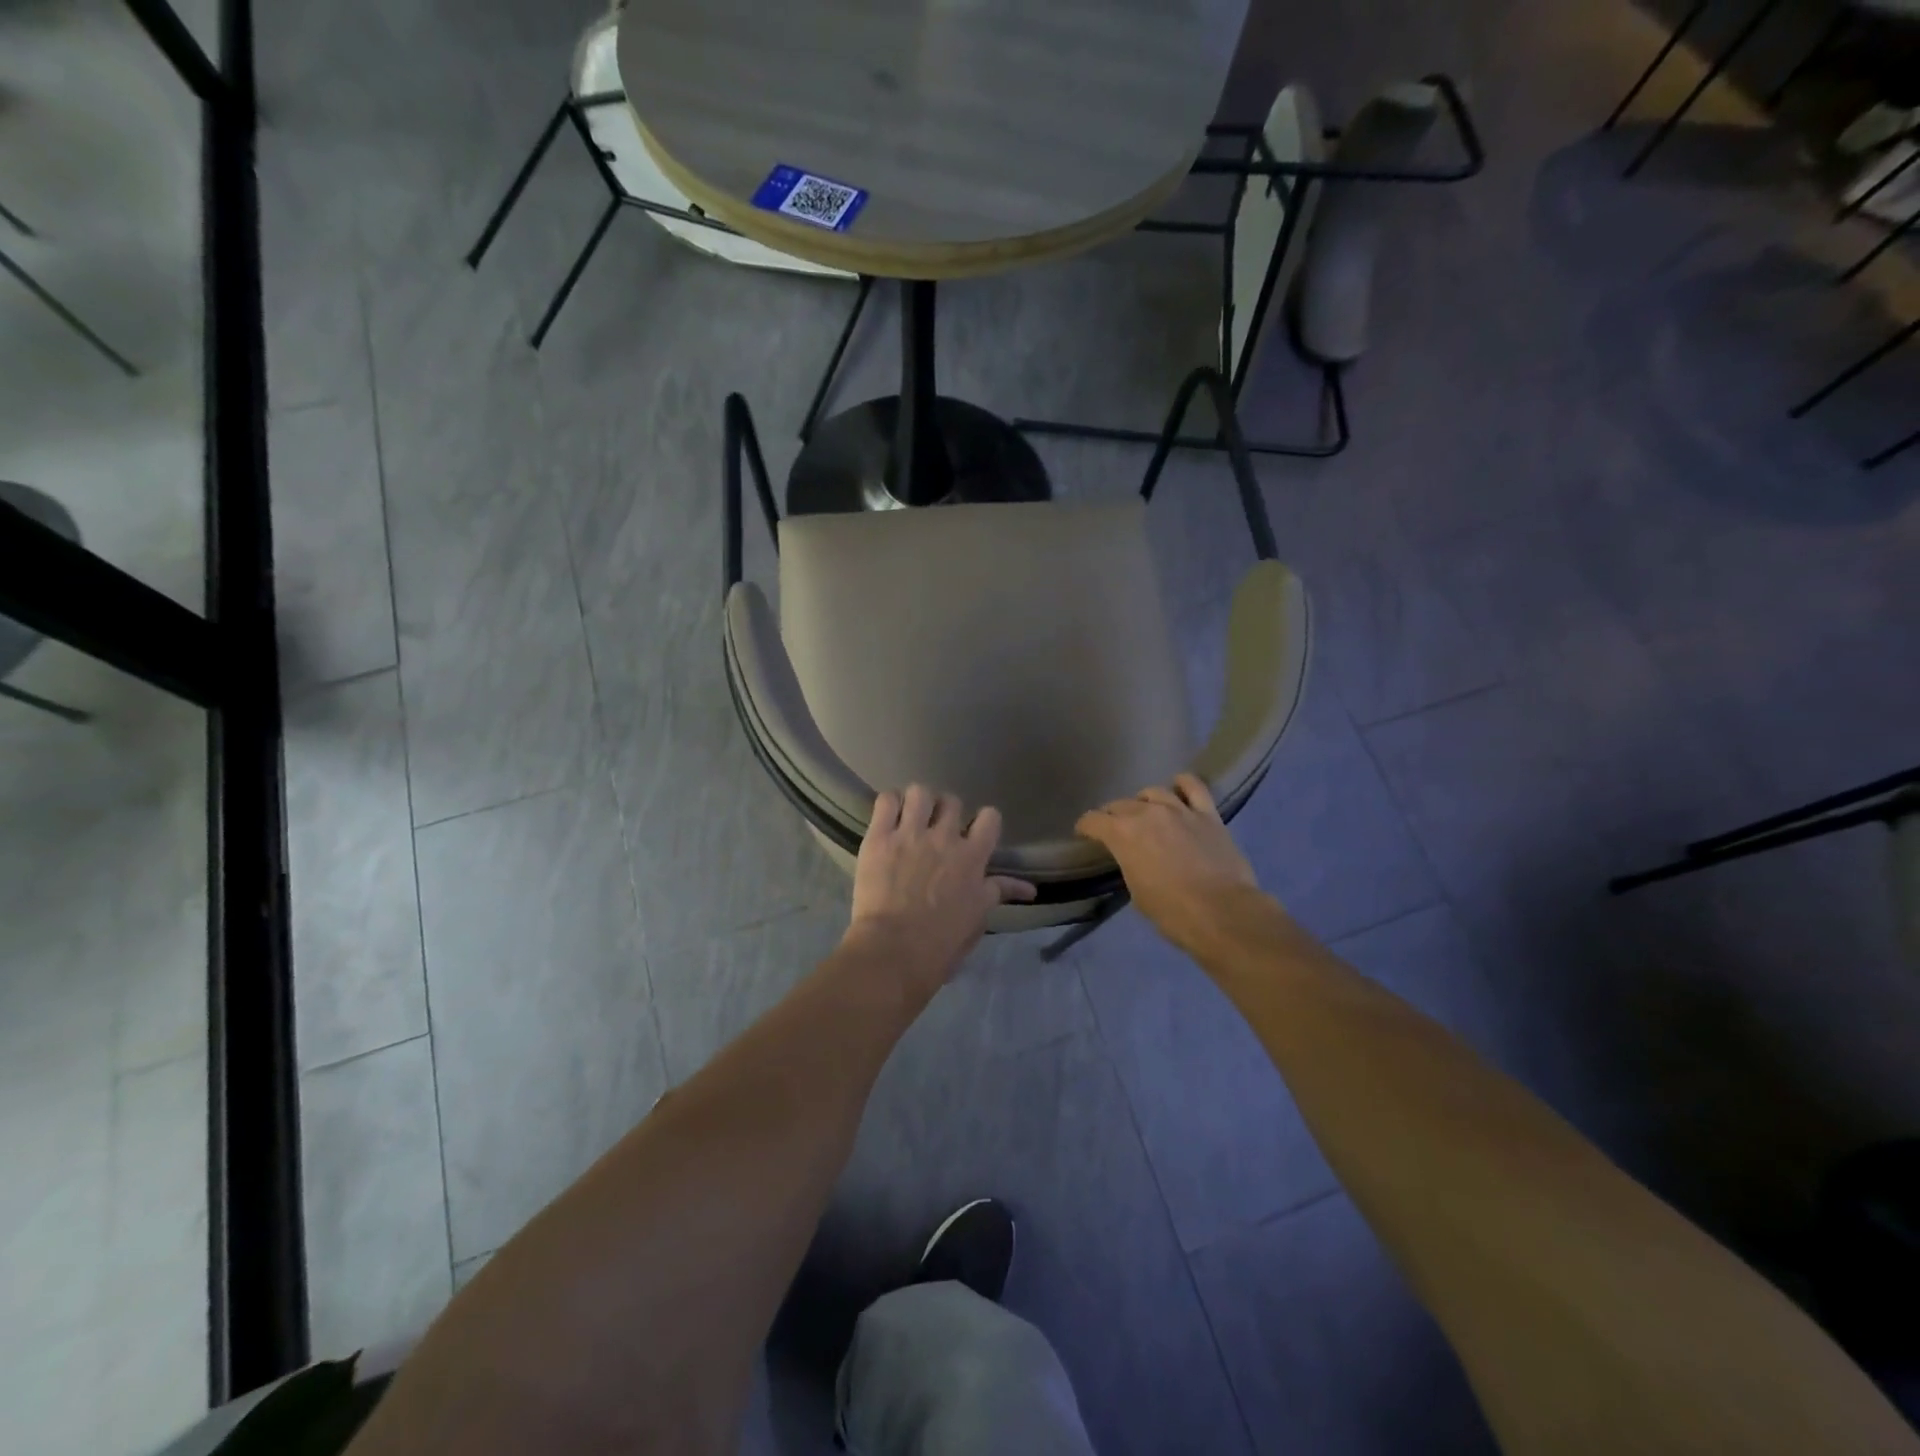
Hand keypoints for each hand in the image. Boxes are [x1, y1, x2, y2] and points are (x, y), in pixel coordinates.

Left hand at [846, 785, 1035, 991]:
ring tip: (910, 818)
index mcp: (973, 857)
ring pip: (920, 792)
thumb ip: (998, 893)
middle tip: (935, 829)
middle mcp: (944, 837)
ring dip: (917, 803)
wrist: (894, 950)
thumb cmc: (941, 943)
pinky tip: (888, 819)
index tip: (973, 833)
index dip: (982, 822)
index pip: (990, 817)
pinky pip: (886, 800)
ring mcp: (910, 833)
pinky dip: (889, 804)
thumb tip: (1028, 889)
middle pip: (952, 801)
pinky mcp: (879, 836)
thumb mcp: (978, 918)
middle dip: (945, 812)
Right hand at [1075, 774, 1265, 955]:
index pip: (1093, 820)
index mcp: (1122, 834)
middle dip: (1112, 815)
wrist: (1221, 913)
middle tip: (1115, 829)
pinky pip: (1193, 786)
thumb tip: (1135, 859)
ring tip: (1146, 812)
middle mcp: (1146, 813)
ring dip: (1144, 802)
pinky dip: (1183, 784)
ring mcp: (1179, 809)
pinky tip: (1178, 788)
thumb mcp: (1137, 893)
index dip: (1085, 827)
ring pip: (1153, 792)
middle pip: (1120, 804)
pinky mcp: (1207, 813)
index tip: (1084, 834)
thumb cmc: (1172, 912)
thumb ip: (1130, 866)